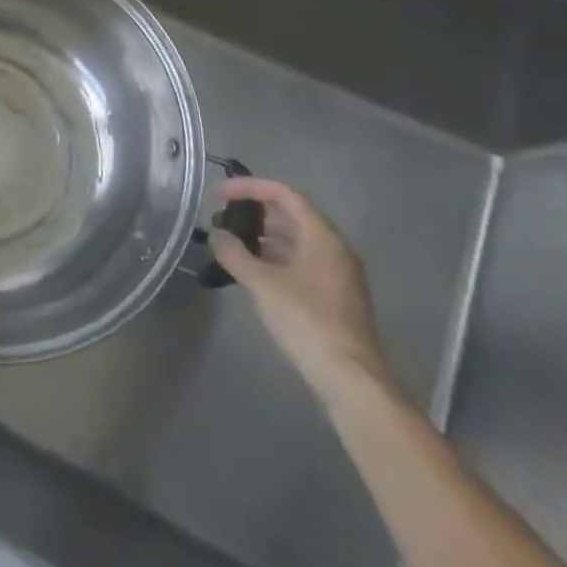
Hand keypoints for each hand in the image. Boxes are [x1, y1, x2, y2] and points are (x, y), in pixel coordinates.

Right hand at [210, 179, 392, 405]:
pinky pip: (298, 261)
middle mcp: (333, 249)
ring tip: (229, 241)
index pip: (284, 194)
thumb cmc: (307, 321)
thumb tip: (216, 235)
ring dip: (261, 234)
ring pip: (294, 239)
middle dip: (254, 210)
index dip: (249, 187)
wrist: (350, 378)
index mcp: (323, 237)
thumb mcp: (263, 284)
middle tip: (221, 215)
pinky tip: (250, 268)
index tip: (217, 193)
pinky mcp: (331, 295)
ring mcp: (335, 273)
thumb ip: (234, 254)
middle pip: (291, 214)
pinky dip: (272, 256)